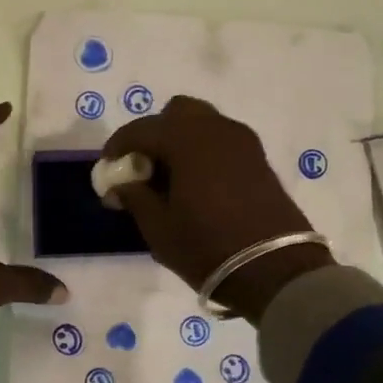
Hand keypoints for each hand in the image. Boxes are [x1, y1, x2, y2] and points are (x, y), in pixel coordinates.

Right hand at [102, 96, 333, 323]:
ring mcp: (242, 142)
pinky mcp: (258, 159)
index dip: (117, 148)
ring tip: (168, 178)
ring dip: (179, 141)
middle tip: (142, 168)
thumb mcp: (158, 227)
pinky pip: (220, 141)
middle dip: (154, 135)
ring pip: (202, 124)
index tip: (107, 171)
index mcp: (186, 139)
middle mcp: (216, 129)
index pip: (140, 130)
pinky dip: (202, 152)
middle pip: (176, 114)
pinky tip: (194, 185)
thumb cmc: (207, 246)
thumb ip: (134, 196)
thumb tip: (121, 183)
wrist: (275, 269)